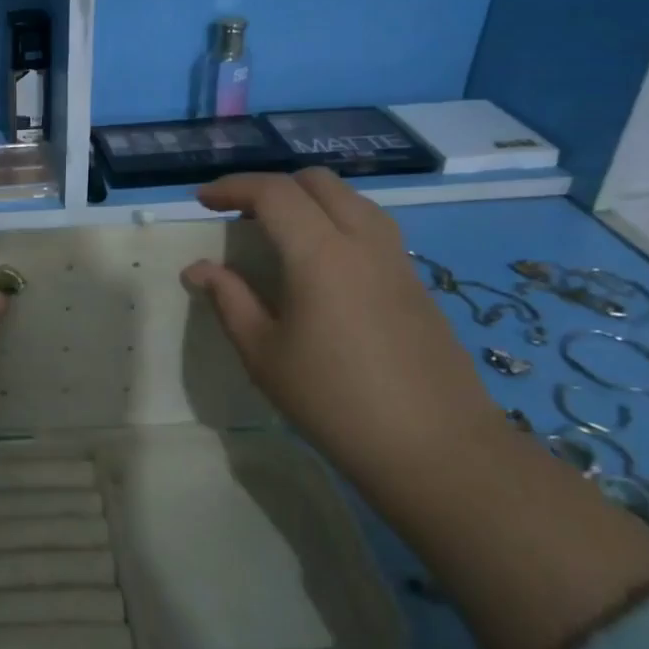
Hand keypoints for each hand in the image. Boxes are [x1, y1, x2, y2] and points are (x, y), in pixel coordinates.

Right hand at [184, 171, 648, 648]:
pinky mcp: (420, 290)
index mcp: (324, 255)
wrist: (447, 464)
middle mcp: (368, 245)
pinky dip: (337, 224)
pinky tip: (318, 264)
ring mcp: (402, 266)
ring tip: (274, 230)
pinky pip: (373, 230)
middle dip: (273, 184)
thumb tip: (201, 271)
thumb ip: (230, 303)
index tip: (201, 198)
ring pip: (355, 202)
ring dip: (310, 200)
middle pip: (320, 184)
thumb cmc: (342, 409)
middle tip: (236, 209)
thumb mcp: (266, 355)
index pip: (274, 194)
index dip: (233, 187)